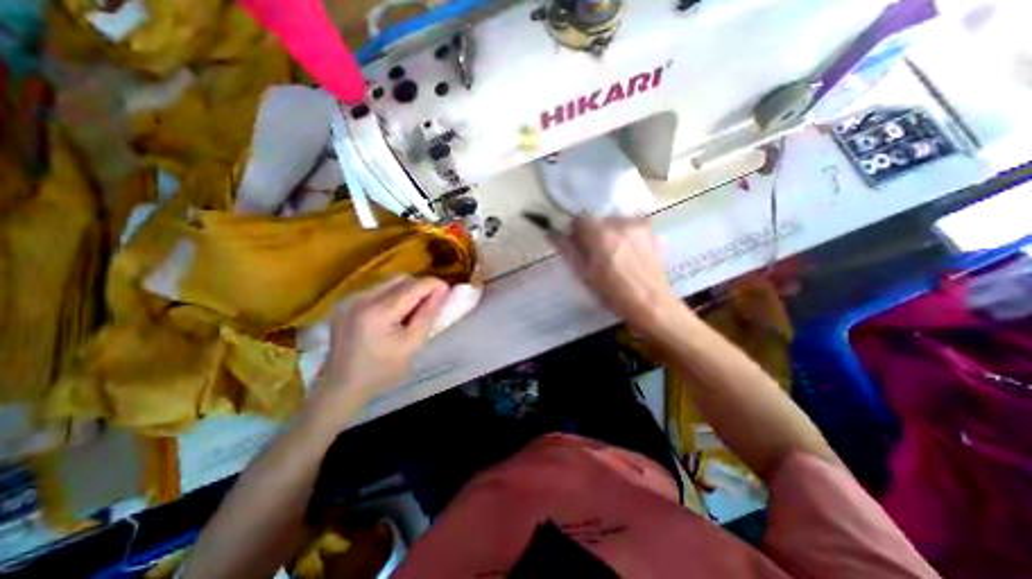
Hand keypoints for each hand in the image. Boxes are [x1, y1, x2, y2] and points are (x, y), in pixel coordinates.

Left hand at [311, 276, 448, 410]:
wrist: (342, 386)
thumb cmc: (383, 371)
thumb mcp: (412, 345)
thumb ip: (428, 314)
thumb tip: (443, 290)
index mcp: (377, 311)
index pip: (414, 286)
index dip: (434, 285)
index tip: (448, 292)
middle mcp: (361, 298)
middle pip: (401, 279)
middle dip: (420, 287)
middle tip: (430, 305)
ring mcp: (349, 298)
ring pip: (389, 281)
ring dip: (406, 290)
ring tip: (410, 311)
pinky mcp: (345, 302)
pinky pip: (377, 289)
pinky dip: (391, 295)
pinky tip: (392, 314)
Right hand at [557, 215, 683, 331]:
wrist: (650, 304)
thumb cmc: (613, 293)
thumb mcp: (585, 274)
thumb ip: (568, 250)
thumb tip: (552, 234)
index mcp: (600, 234)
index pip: (580, 219)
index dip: (575, 232)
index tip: (577, 245)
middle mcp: (620, 223)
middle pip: (597, 219)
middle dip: (592, 232)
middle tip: (594, 252)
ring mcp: (638, 225)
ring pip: (614, 221)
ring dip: (608, 232)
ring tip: (613, 254)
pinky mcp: (650, 231)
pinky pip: (629, 225)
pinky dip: (623, 234)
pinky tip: (627, 252)